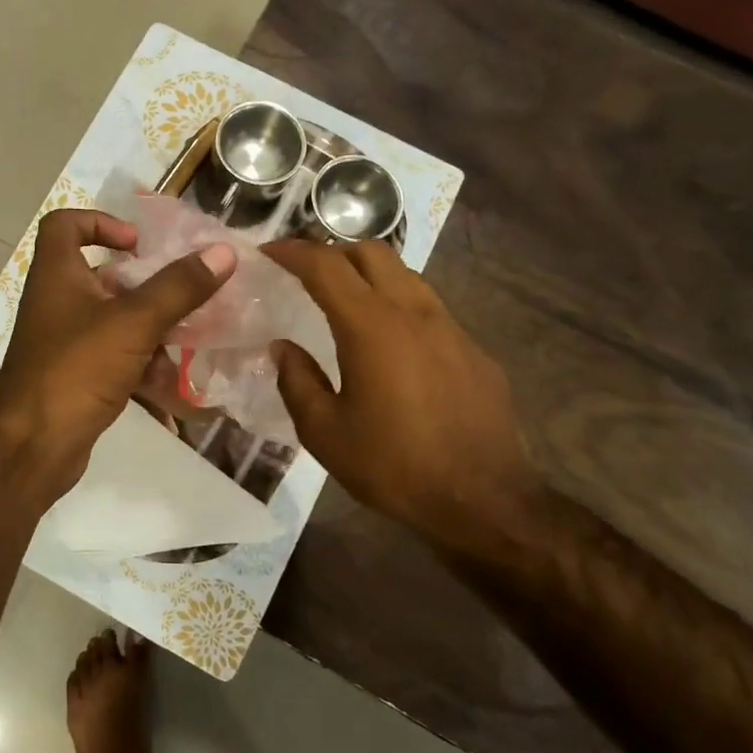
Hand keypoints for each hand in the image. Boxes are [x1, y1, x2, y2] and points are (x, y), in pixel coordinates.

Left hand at [0, 209, 236, 501]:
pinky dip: (144, 368)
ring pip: (116, 322)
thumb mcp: (132, 323)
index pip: (65, 224)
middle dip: (147, 286)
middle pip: (103, 276)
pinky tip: (177, 388)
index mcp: (58, 275)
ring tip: (193, 341)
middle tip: (186, 292)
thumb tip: (222, 252)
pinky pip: (116, 360)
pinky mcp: (76, 377)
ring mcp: (66, 343)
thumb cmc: (75, 369)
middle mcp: (58, 302)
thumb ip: (178, 288)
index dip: (100, 221)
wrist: (32, 448)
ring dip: (154, 330)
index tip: (138, 244)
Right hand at [263, 240, 538, 551]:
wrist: (485, 502)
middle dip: (333, 251)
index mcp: (371, 326)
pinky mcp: (473, 350)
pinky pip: (428, 309)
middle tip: (306, 272)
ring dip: (368, 275)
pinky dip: (398, 306)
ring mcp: (450, 328)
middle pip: (371, 252)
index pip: (325, 266)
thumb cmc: (394, 466)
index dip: (292, 251)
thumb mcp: (325, 432)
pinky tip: (390, 346)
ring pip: (405, 275)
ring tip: (345, 302)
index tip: (268, 251)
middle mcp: (413, 312)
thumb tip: (283, 348)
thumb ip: (296, 381)